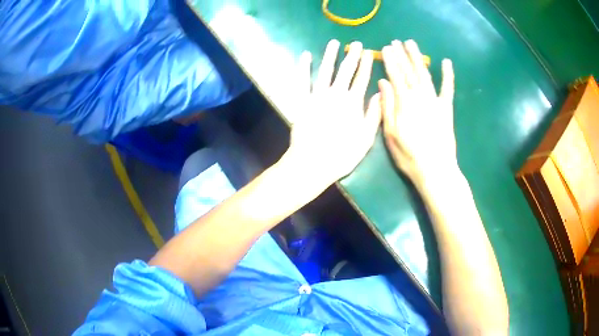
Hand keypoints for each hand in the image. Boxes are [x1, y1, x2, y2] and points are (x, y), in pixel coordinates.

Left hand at [284, 40, 381, 186]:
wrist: (313, 162)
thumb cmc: (342, 154)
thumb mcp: (366, 139)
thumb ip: (374, 115)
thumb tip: (380, 95)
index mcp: (353, 103)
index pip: (362, 79)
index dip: (366, 65)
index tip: (369, 53)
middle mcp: (336, 94)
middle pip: (346, 70)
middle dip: (352, 56)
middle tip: (356, 44)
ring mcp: (317, 96)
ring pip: (325, 70)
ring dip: (330, 55)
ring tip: (334, 43)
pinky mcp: (301, 101)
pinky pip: (302, 81)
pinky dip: (303, 67)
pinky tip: (305, 56)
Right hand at [379, 40, 456, 182]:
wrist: (435, 169)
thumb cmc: (409, 155)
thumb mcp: (390, 133)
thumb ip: (387, 106)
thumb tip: (383, 83)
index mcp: (404, 102)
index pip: (395, 76)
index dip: (390, 61)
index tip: (385, 48)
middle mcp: (419, 96)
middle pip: (409, 71)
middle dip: (402, 55)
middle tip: (397, 42)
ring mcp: (435, 101)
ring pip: (425, 74)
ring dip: (418, 58)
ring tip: (412, 44)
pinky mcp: (446, 109)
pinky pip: (448, 88)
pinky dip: (448, 75)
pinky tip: (446, 62)